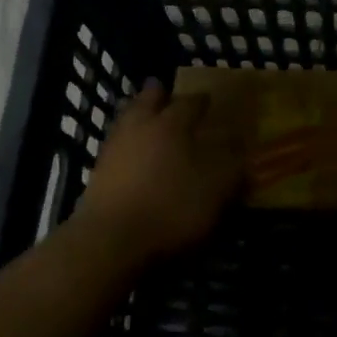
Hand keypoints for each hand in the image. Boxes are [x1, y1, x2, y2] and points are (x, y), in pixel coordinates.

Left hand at [77, 80, 239, 257]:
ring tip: (151, 123)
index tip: (210, 100)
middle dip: (160, 95)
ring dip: (140, 116)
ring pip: (128, 119)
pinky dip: (128, 144)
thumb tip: (238, 143)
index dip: (203, 100)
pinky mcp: (98, 173)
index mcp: (173, 123)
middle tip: (168, 94)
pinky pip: (117, 146)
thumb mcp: (217, 187)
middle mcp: (141, 126)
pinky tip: (136, 156)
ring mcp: (114, 148)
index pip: (191, 102)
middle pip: (149, 100)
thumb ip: (231, 163)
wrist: (111, 242)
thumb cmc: (173, 207)